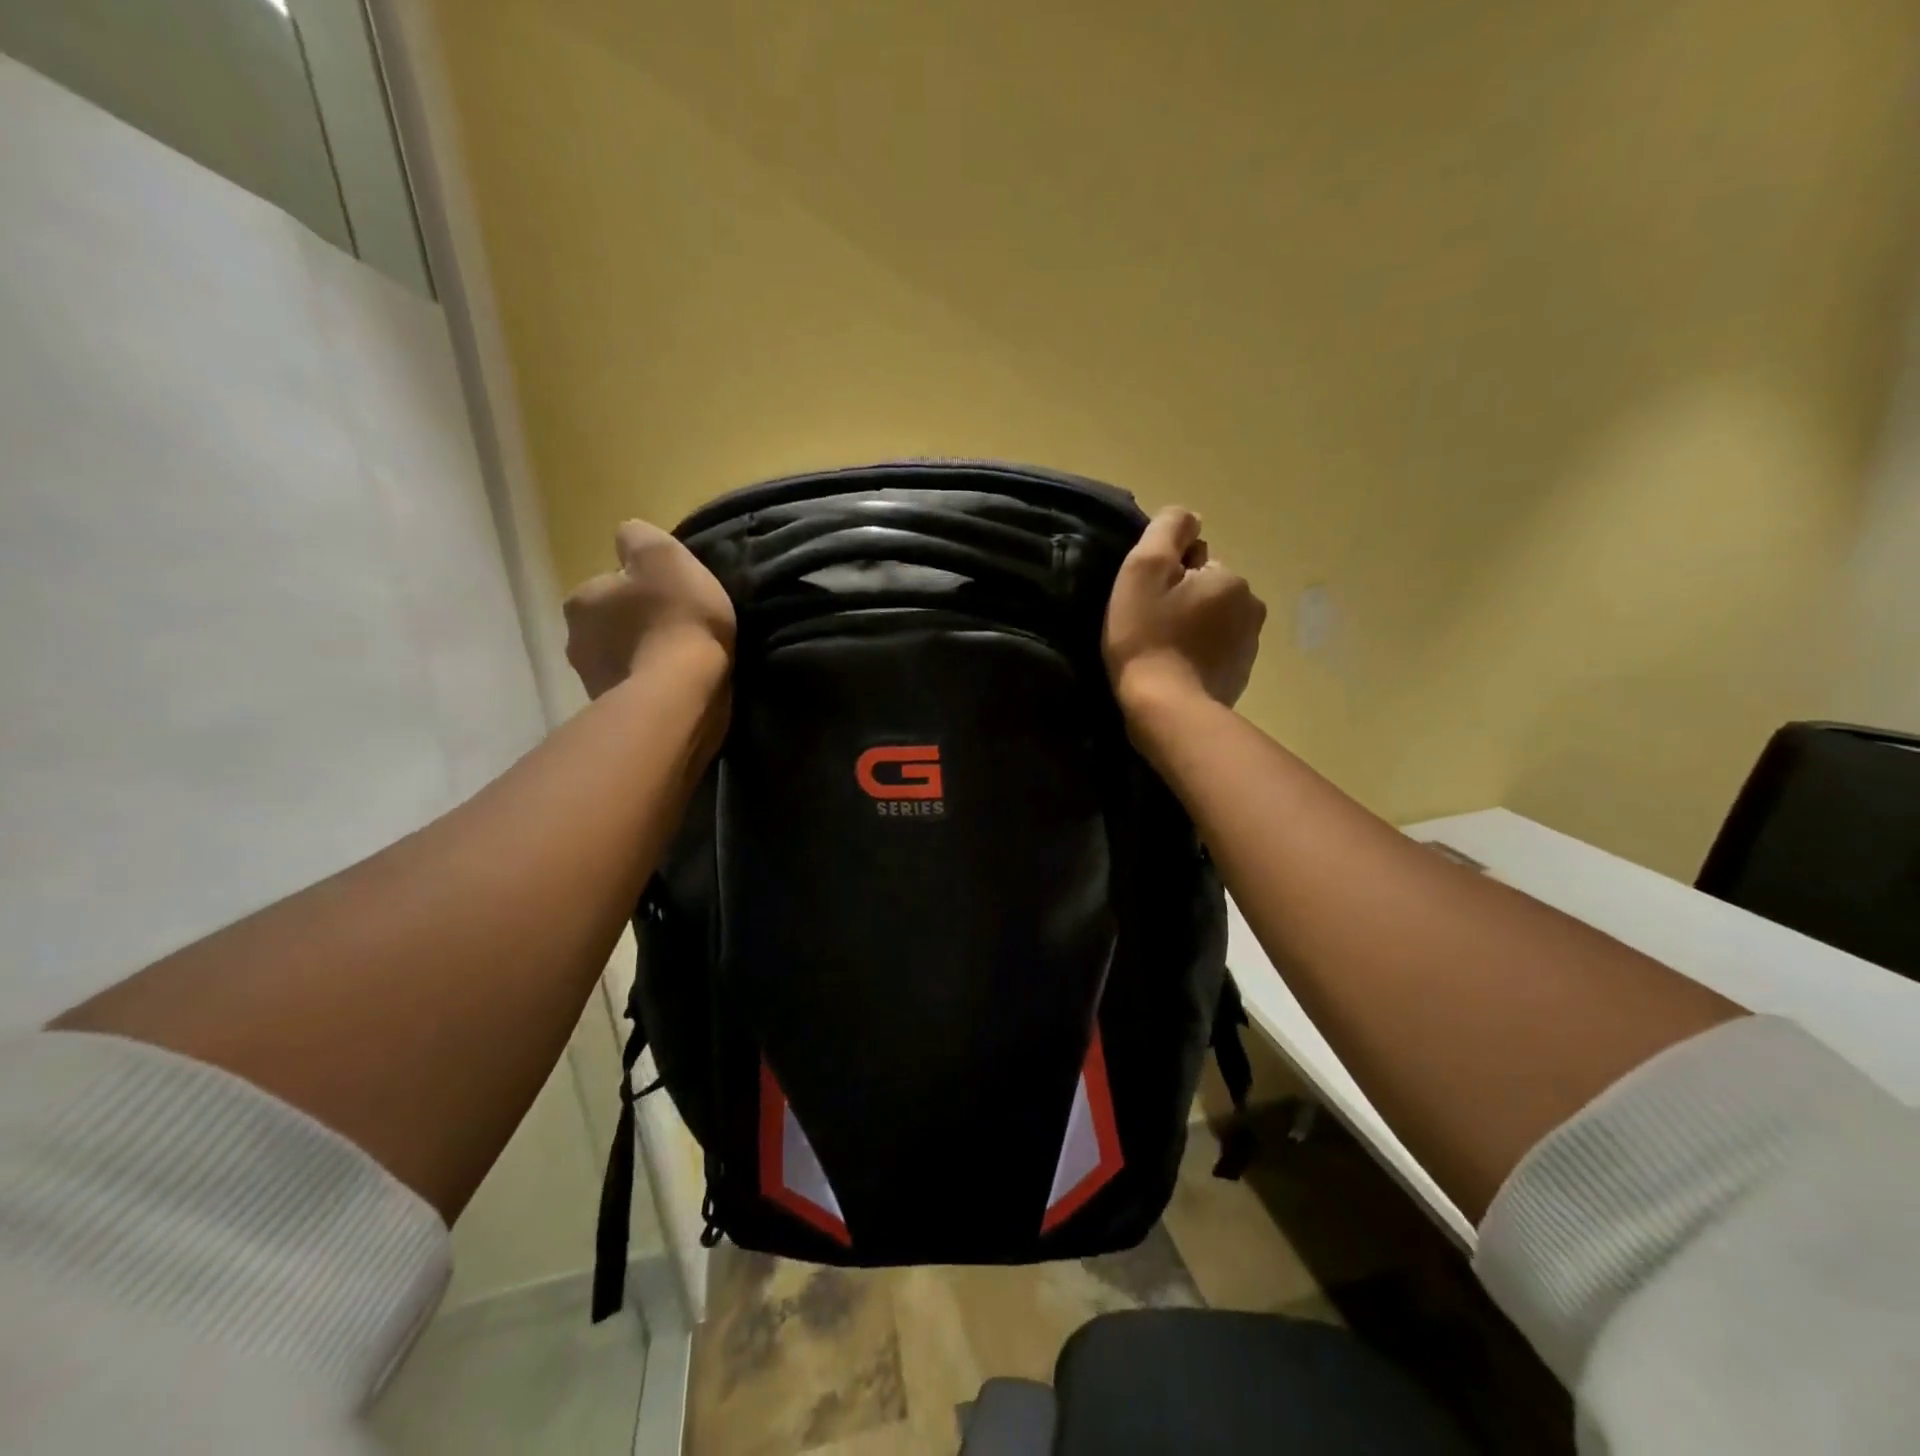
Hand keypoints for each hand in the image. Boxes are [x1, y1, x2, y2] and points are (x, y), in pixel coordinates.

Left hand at [563, 520, 735, 698]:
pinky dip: (651, 688)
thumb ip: (640, 538)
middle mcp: (575, 640)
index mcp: (582, 600)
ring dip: (643, 659)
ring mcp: (592, 683)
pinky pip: (634, 691)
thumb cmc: (675, 618)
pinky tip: (676, 688)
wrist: (681, 694)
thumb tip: (627, 538)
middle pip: (611, 626)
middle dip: (637, 627)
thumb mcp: (663, 555)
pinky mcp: (615, 714)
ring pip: (621, 660)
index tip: (671, 600)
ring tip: (680, 664)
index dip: (641, 591)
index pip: (609, 587)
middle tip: (677, 631)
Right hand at [1103, 506, 1265, 714]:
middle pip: (1206, 591)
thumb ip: (1168, 530)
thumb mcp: (1144, 569)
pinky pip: (1216, 653)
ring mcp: (1249, 646)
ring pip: (1213, 622)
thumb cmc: (1148, 636)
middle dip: (1183, 602)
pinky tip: (1176, 671)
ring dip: (1191, 629)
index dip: (1166, 577)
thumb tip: (1190, 518)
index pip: (1195, 561)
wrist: (1167, 709)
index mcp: (1230, 578)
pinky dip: (1198, 656)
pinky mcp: (1241, 676)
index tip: (1146, 603)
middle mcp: (1250, 606)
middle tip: (1150, 629)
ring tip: (1162, 652)